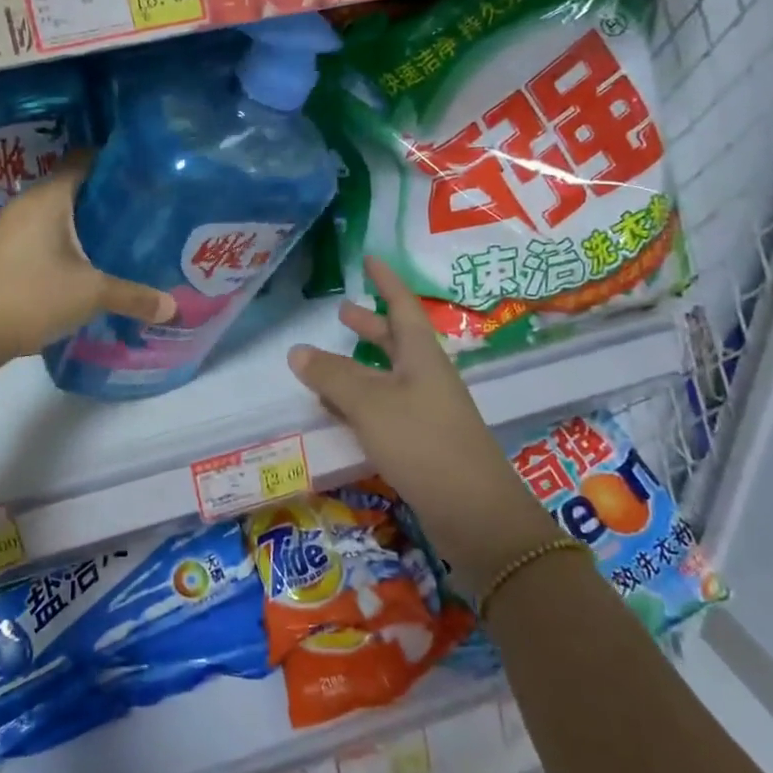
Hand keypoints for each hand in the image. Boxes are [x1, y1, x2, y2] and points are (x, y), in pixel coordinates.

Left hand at [0, 159, 174, 367]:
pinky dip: (62, 244)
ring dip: (82, 226)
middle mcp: (25, 204)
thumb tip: (173, 307)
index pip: (84, 161)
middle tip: (141, 214)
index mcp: (48, 198)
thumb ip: (134, 296)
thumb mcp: (91, 295)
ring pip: (54, 216)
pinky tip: (83, 266)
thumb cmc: (32, 297)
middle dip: (104, 200)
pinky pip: (39, 236)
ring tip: (118, 240)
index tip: (144, 177)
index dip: (114, 164)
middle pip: (71, 189)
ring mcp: (7, 229)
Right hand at [288, 258, 565, 594]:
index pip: (402, 306)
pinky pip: (384, 410)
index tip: (370, 258)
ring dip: (359, 367)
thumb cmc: (424, 443)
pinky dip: (359, 403)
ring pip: (387, 377)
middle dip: (369, 326)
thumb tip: (297, 350)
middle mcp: (427, 378)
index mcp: (421, 356)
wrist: (476, 514)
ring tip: (325, 364)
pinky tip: (337, 413)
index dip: (386, 282)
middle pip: (396, 341)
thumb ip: (333, 376)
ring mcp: (427, 412)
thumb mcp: (372, 404)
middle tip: (341, 313)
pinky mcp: (422, 443)